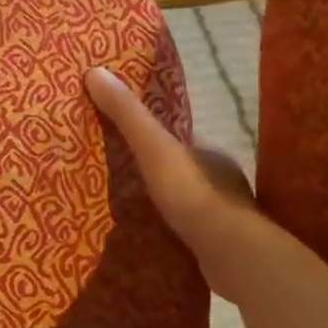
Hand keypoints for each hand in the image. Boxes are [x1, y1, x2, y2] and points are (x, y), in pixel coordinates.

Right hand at [85, 63, 258, 297]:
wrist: (232, 256)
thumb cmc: (193, 193)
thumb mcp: (153, 146)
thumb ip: (127, 114)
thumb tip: (95, 71)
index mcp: (211, 152)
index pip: (177, 137)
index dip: (151, 135)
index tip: (123, 139)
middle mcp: (223, 180)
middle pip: (180, 168)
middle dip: (155, 171)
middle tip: (119, 176)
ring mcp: (225, 215)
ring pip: (187, 201)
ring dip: (165, 204)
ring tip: (130, 209)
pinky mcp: (222, 247)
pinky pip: (191, 231)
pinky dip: (173, 231)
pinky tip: (152, 236)